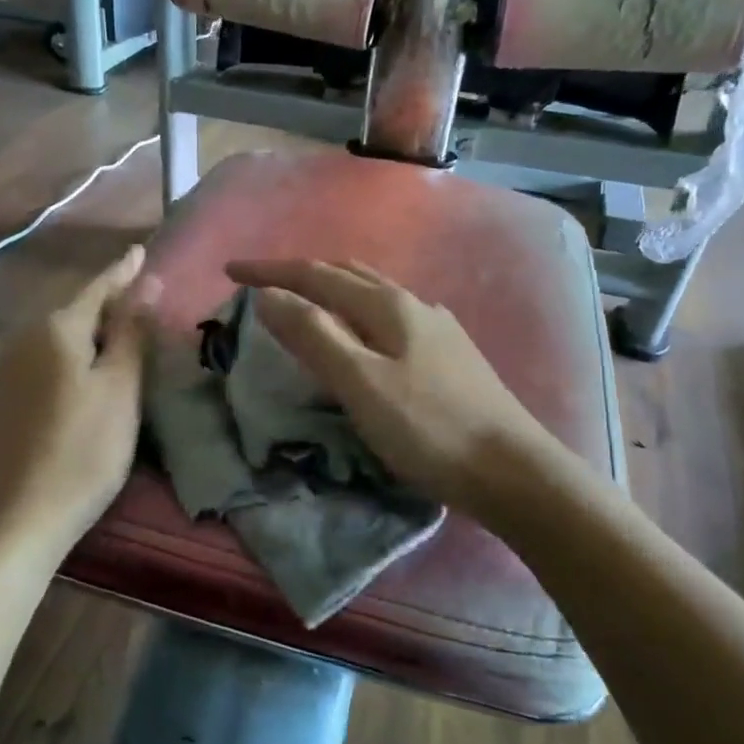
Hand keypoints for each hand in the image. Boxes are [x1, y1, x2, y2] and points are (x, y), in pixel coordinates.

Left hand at [0, 246, 158, 555]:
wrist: (23, 516)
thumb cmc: (85, 449)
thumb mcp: (120, 388)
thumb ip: (132, 331)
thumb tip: (147, 283)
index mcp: (55, 328)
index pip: (98, 288)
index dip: (124, 271)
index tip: (142, 249)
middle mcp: (24, 336)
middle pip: (76, 310)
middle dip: (109, 302)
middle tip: (143, 297)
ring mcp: (8, 367)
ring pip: (59, 335)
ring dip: (91, 331)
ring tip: (122, 331)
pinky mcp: (4, 395)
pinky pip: (45, 357)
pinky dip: (72, 354)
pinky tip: (86, 368)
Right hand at [225, 259, 551, 511]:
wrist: (514, 472)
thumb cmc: (430, 429)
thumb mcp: (361, 383)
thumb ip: (313, 336)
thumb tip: (269, 295)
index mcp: (388, 306)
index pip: (316, 274)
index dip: (270, 271)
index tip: (229, 272)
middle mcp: (414, 305)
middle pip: (347, 274)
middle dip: (300, 273)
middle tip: (262, 286)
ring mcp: (437, 329)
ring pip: (372, 294)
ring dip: (330, 290)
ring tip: (303, 303)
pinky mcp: (449, 356)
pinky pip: (389, 318)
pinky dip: (356, 313)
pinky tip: (361, 336)